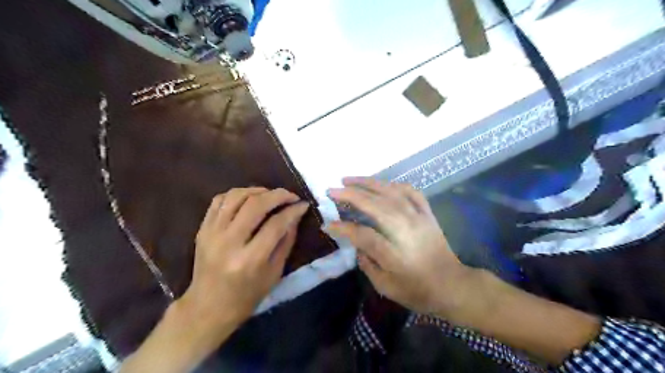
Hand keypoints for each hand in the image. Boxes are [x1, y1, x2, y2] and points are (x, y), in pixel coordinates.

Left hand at [178, 188, 309, 329]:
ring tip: (270, 194)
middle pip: (255, 205)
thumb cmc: (247, 296)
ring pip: (236, 197)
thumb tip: (295, 215)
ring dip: (257, 190)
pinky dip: (237, 194)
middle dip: (278, 195)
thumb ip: (286, 241)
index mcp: (250, 260)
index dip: (292, 211)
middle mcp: (229, 243)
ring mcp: (212, 234)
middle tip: (290, 195)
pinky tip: (249, 198)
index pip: (275, 224)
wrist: (208, 307)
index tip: (303, 204)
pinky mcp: (202, 229)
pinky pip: (219, 200)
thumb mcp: (275, 273)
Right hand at [326, 177, 471, 317]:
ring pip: (390, 192)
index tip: (329, 224)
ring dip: (367, 183)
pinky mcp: (427, 214)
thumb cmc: (417, 291)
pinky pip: (410, 191)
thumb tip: (356, 244)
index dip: (344, 228)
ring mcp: (418, 218)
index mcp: (394, 253)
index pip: (363, 234)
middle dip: (350, 195)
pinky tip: (381, 184)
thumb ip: (367, 264)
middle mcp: (405, 230)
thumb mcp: (386, 287)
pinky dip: (393, 184)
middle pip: (374, 205)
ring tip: (348, 180)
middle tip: (331, 190)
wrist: (452, 286)